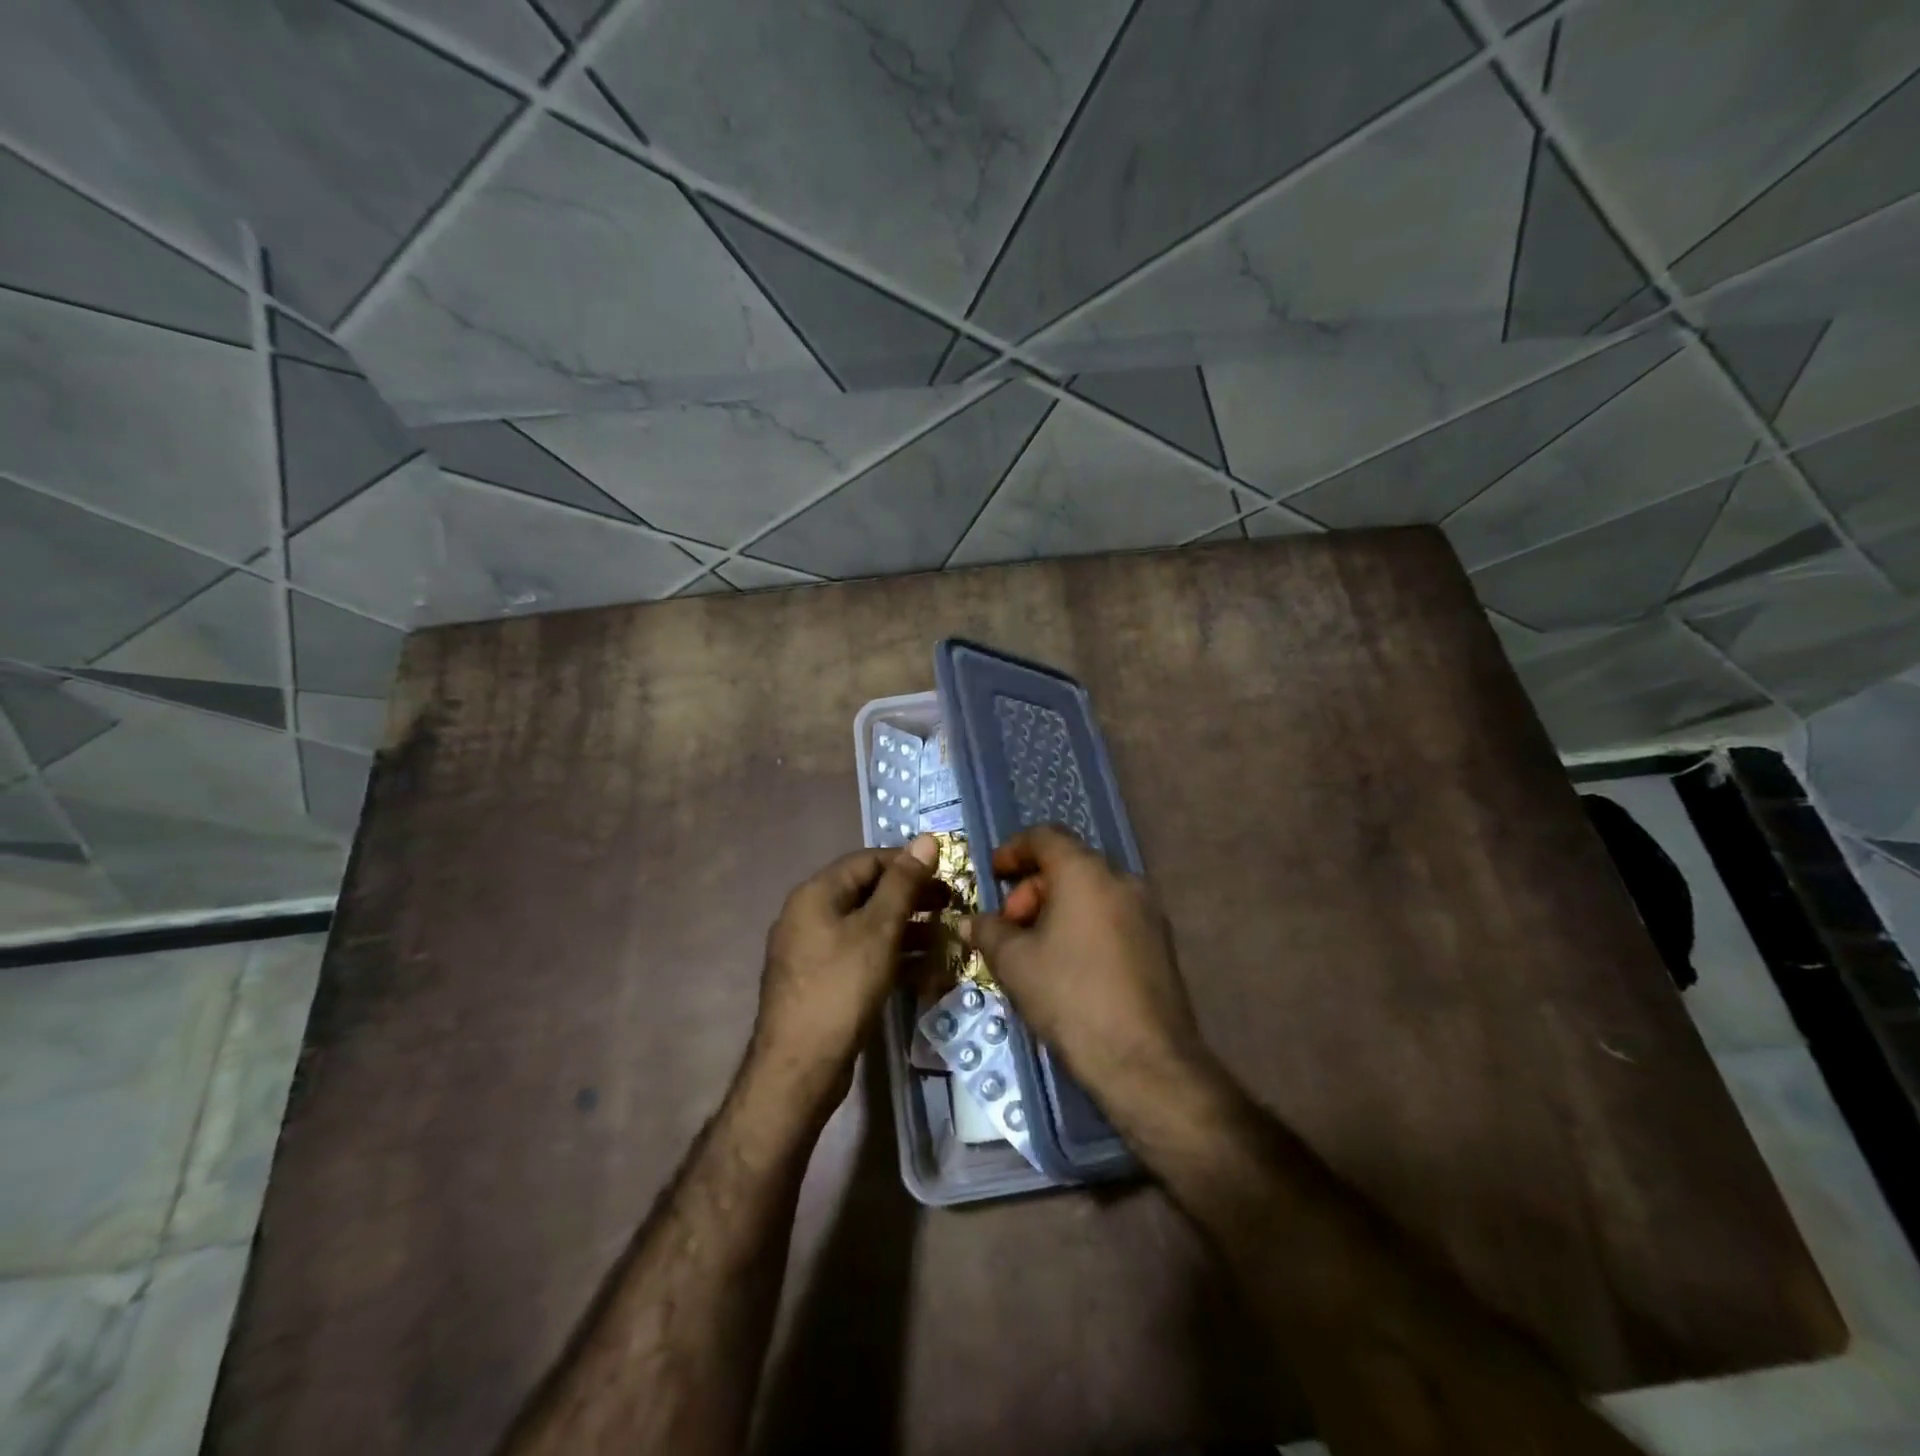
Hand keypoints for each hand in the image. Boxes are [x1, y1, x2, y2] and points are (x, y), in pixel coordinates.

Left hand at [748, 834, 944, 1105]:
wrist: (799, 1067)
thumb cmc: (840, 988)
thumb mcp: (878, 930)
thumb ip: (903, 884)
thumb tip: (925, 839)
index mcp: (816, 894)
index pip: (867, 861)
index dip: (907, 862)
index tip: (946, 872)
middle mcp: (811, 916)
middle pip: (868, 894)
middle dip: (912, 899)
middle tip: (952, 906)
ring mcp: (815, 952)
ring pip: (869, 929)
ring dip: (909, 932)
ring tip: (948, 940)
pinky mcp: (824, 983)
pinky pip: (863, 958)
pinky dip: (894, 960)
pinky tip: (928, 974)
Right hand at [962, 825, 1214, 1106]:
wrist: (1144, 1060)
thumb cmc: (1070, 997)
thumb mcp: (1014, 963)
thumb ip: (988, 931)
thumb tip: (969, 921)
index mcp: (1085, 872)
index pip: (1045, 837)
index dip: (1013, 850)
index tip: (993, 874)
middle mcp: (1122, 879)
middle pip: (1069, 864)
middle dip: (1032, 888)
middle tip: (1010, 926)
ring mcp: (1148, 910)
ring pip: (1092, 891)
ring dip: (1058, 907)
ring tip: (1034, 949)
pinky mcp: (1160, 941)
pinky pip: (1112, 915)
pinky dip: (1084, 924)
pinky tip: (1068, 964)